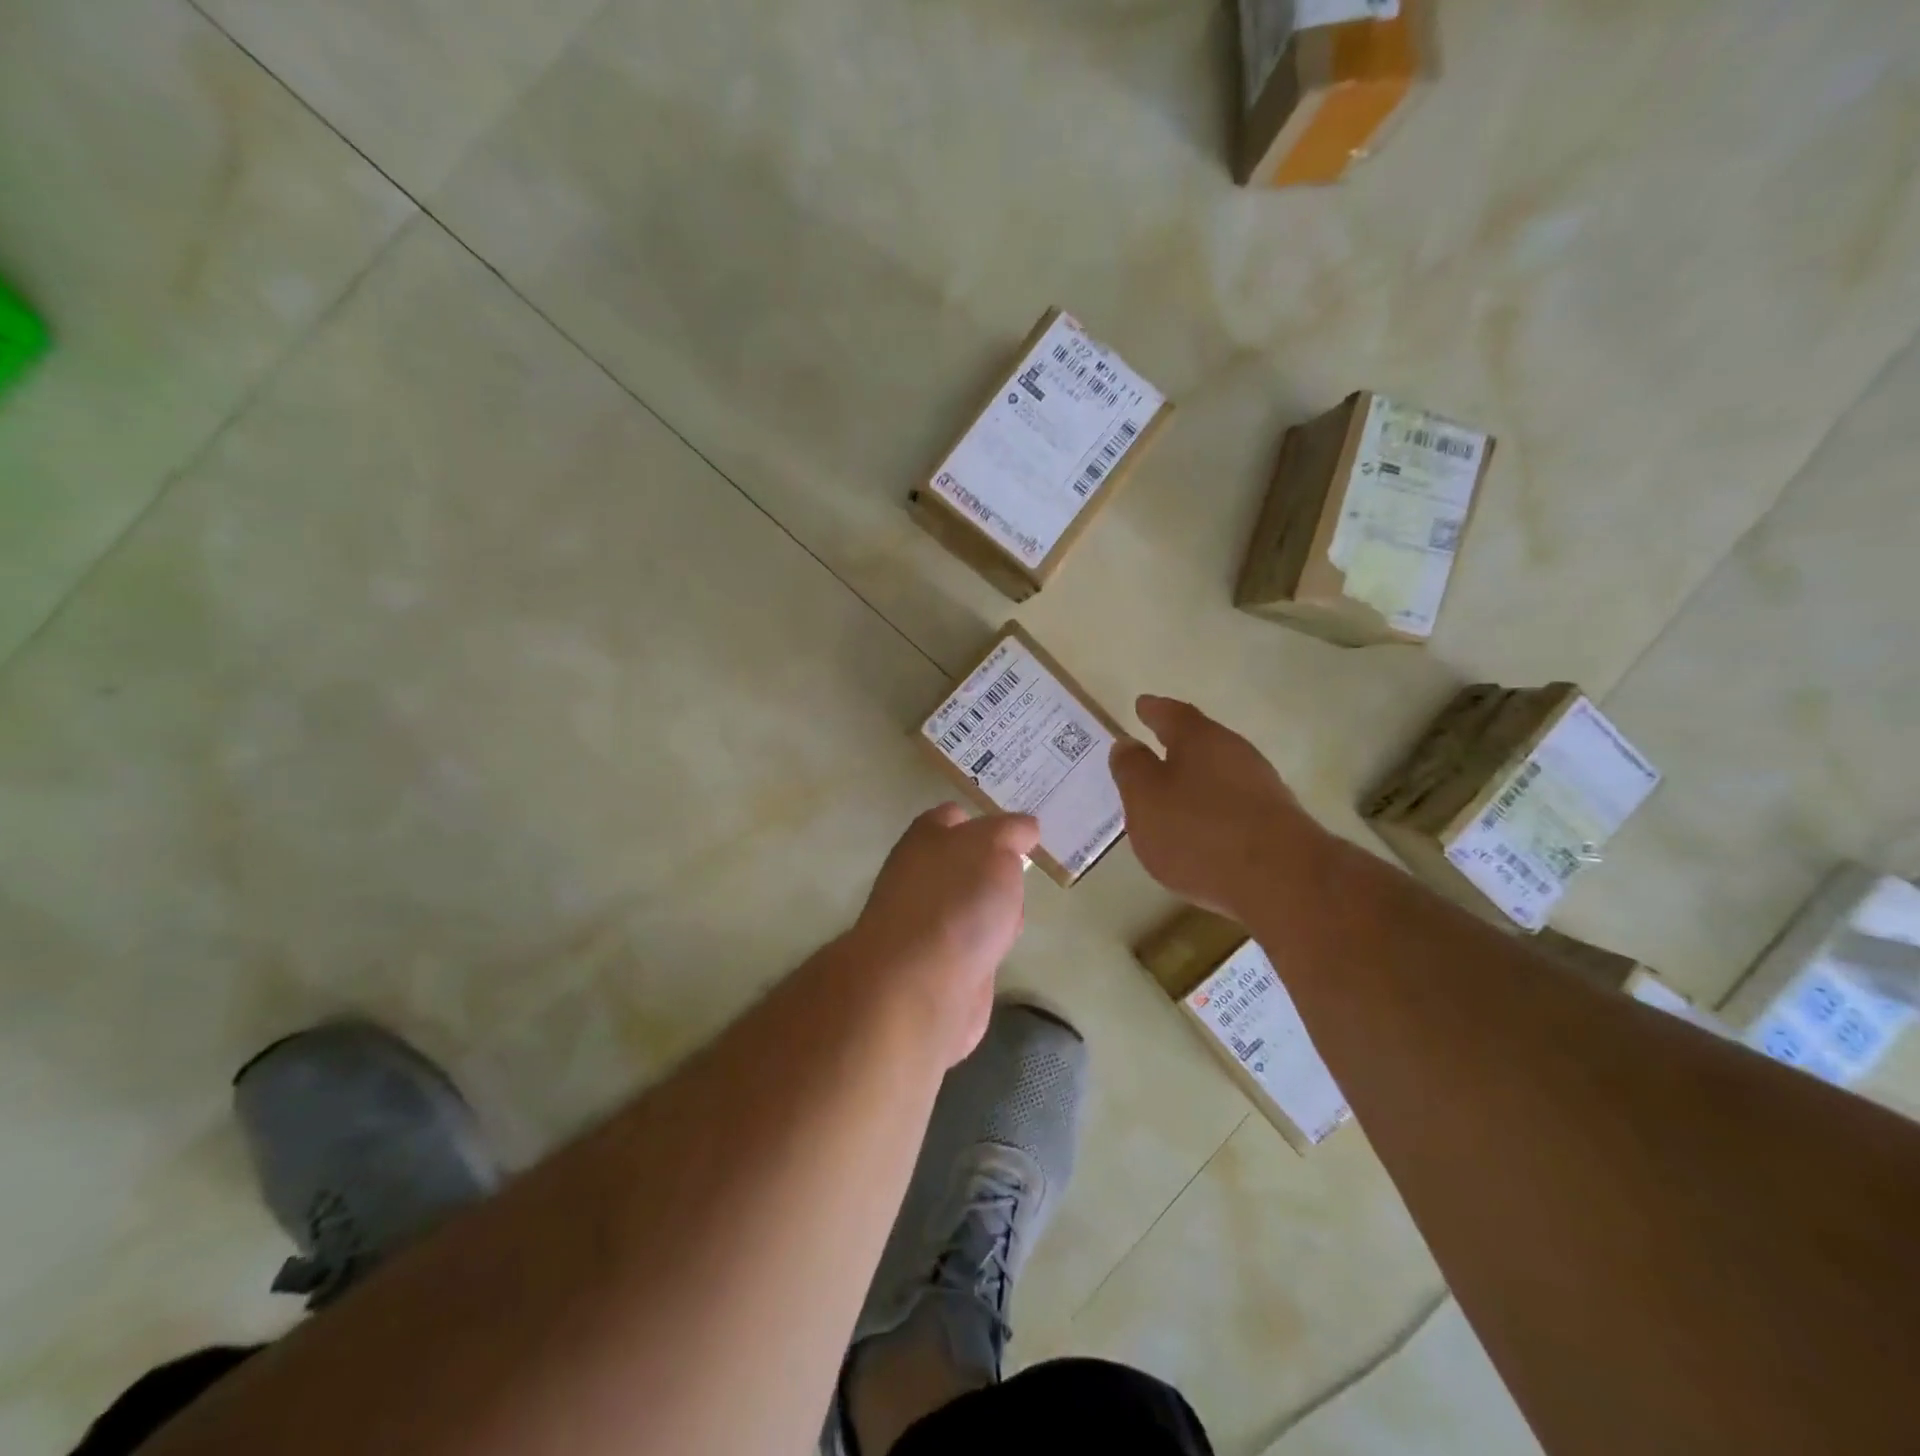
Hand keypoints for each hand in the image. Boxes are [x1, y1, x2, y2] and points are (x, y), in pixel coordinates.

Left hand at [848, 804, 1040, 1065]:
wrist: (921, 986)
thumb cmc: (957, 902)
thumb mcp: (993, 846)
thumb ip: (1010, 831)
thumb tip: (1025, 828)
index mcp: (925, 838)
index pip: (955, 816)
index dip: (988, 820)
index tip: (1023, 832)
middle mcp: (921, 875)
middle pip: (969, 862)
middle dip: (1000, 870)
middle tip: (1024, 874)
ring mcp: (929, 921)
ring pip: (975, 903)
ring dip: (998, 910)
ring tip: (1012, 918)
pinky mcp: (941, 962)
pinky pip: (976, 941)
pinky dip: (991, 945)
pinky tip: (1000, 950)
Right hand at [1111, 695, 1326, 919]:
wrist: (1281, 880)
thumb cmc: (1199, 831)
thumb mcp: (1145, 799)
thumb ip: (1132, 769)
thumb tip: (1127, 745)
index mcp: (1198, 738)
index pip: (1171, 714)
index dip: (1153, 710)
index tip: (1141, 705)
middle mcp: (1234, 752)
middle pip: (1200, 741)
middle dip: (1176, 746)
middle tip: (1152, 751)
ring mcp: (1261, 786)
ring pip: (1219, 773)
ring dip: (1196, 780)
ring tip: (1172, 796)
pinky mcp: (1275, 822)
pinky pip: (1233, 805)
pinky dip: (1213, 809)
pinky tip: (1202, 830)